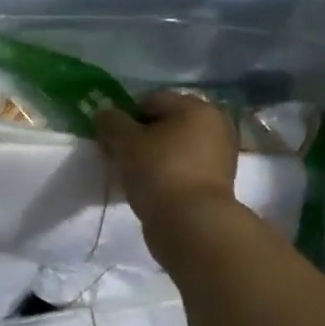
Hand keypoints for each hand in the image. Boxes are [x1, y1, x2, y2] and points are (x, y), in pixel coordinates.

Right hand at [95, 89, 241, 255]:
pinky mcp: (216, 182)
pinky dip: (165, 173)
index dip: (126, 116)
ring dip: (152, 156)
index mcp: (196, 107)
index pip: (150, 100)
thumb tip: (105, 113)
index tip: (111, 138)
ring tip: (133, 175)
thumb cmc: (159, 172)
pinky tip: (149, 188)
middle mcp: (214, 125)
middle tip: (120, 156)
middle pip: (164, 123)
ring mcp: (219, 155)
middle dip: (140, 136)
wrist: (192, 224)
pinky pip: (182, 168)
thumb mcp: (126, 142)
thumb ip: (111, 122)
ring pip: (173, 147)